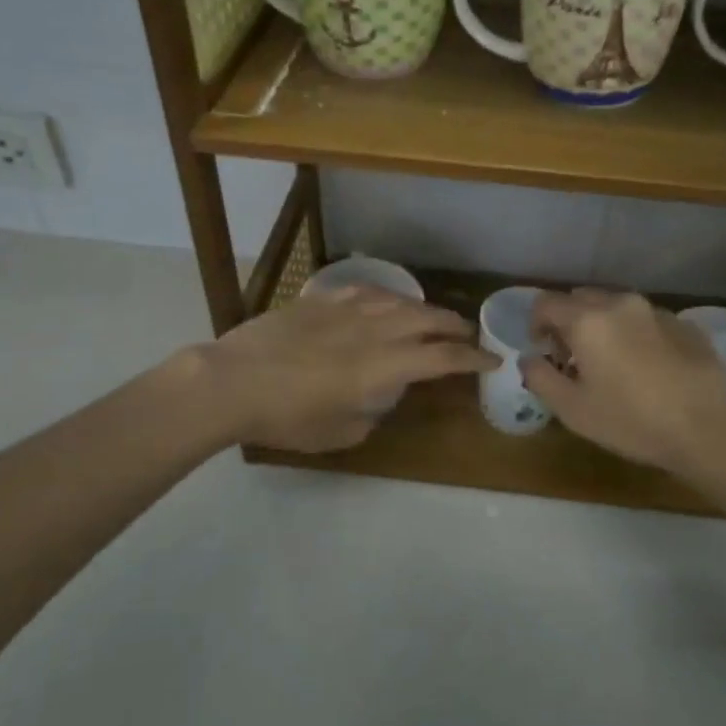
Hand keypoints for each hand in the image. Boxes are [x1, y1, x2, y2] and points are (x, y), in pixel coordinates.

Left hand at [199, 287, 493, 451]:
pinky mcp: (323, 300)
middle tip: (468, 335)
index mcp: (385, 367)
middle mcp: (376, 331)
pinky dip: (388, 297)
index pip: (443, 358)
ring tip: (433, 317)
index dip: (473, 358)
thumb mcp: (339, 434)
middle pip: (429, 319)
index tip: (491, 359)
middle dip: (456, 327)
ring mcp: (349, 310)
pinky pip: (367, 291)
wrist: (233, 380)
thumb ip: (371, 414)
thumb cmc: (287, 417)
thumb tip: (378, 400)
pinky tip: (387, 301)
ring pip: (401, 300)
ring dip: (425, 309)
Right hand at [523, 289, 725, 475]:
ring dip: (603, 326)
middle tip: (573, 358)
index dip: (536, 324)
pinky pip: (646, 320)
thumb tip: (529, 359)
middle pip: (581, 299)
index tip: (543, 351)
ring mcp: (656, 311)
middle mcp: (620, 303)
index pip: (546, 302)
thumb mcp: (572, 409)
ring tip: (611, 363)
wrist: (707, 428)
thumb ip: (540, 377)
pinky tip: (647, 368)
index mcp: (588, 319)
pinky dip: (635, 334)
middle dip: (569, 322)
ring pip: (615, 307)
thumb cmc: (631, 420)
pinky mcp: (684, 325)